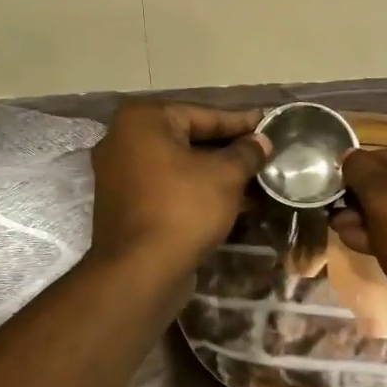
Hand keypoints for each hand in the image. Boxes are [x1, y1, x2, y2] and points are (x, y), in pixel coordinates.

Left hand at [89, 101, 269, 276]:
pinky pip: (168, 187)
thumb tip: (262, 141)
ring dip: (216, 173)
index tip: (267, 124)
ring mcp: (119, 174)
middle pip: (188, 138)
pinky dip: (196, 190)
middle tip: (263, 152)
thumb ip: (246, 152)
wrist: (140, 271)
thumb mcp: (226, 175)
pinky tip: (232, 201)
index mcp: (142, 120)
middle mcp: (123, 140)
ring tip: (255, 179)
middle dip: (228, 149)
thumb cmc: (184, 208)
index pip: (203, 114)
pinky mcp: (124, 205)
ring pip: (179, 165)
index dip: (240, 122)